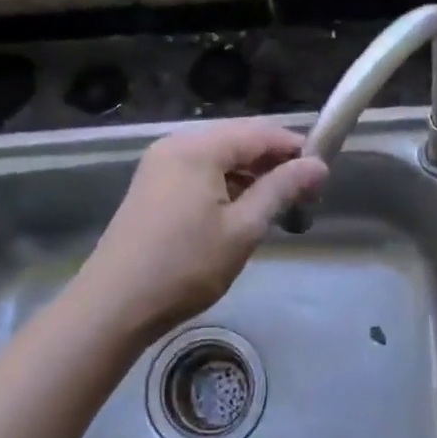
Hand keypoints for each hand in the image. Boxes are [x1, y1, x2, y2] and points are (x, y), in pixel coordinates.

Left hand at [74, 120, 327, 341]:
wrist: (114, 304)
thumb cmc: (185, 266)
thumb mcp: (242, 229)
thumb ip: (281, 190)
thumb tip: (318, 165)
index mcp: (198, 148)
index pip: (259, 132)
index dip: (294, 148)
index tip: (322, 176)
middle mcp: (176, 145)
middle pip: (237, 141)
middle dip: (273, 163)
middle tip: (303, 196)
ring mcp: (159, 165)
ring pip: (218, 158)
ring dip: (250, 176)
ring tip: (277, 207)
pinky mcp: (151, 187)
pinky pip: (198, 173)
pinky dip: (225, 185)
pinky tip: (241, 212)